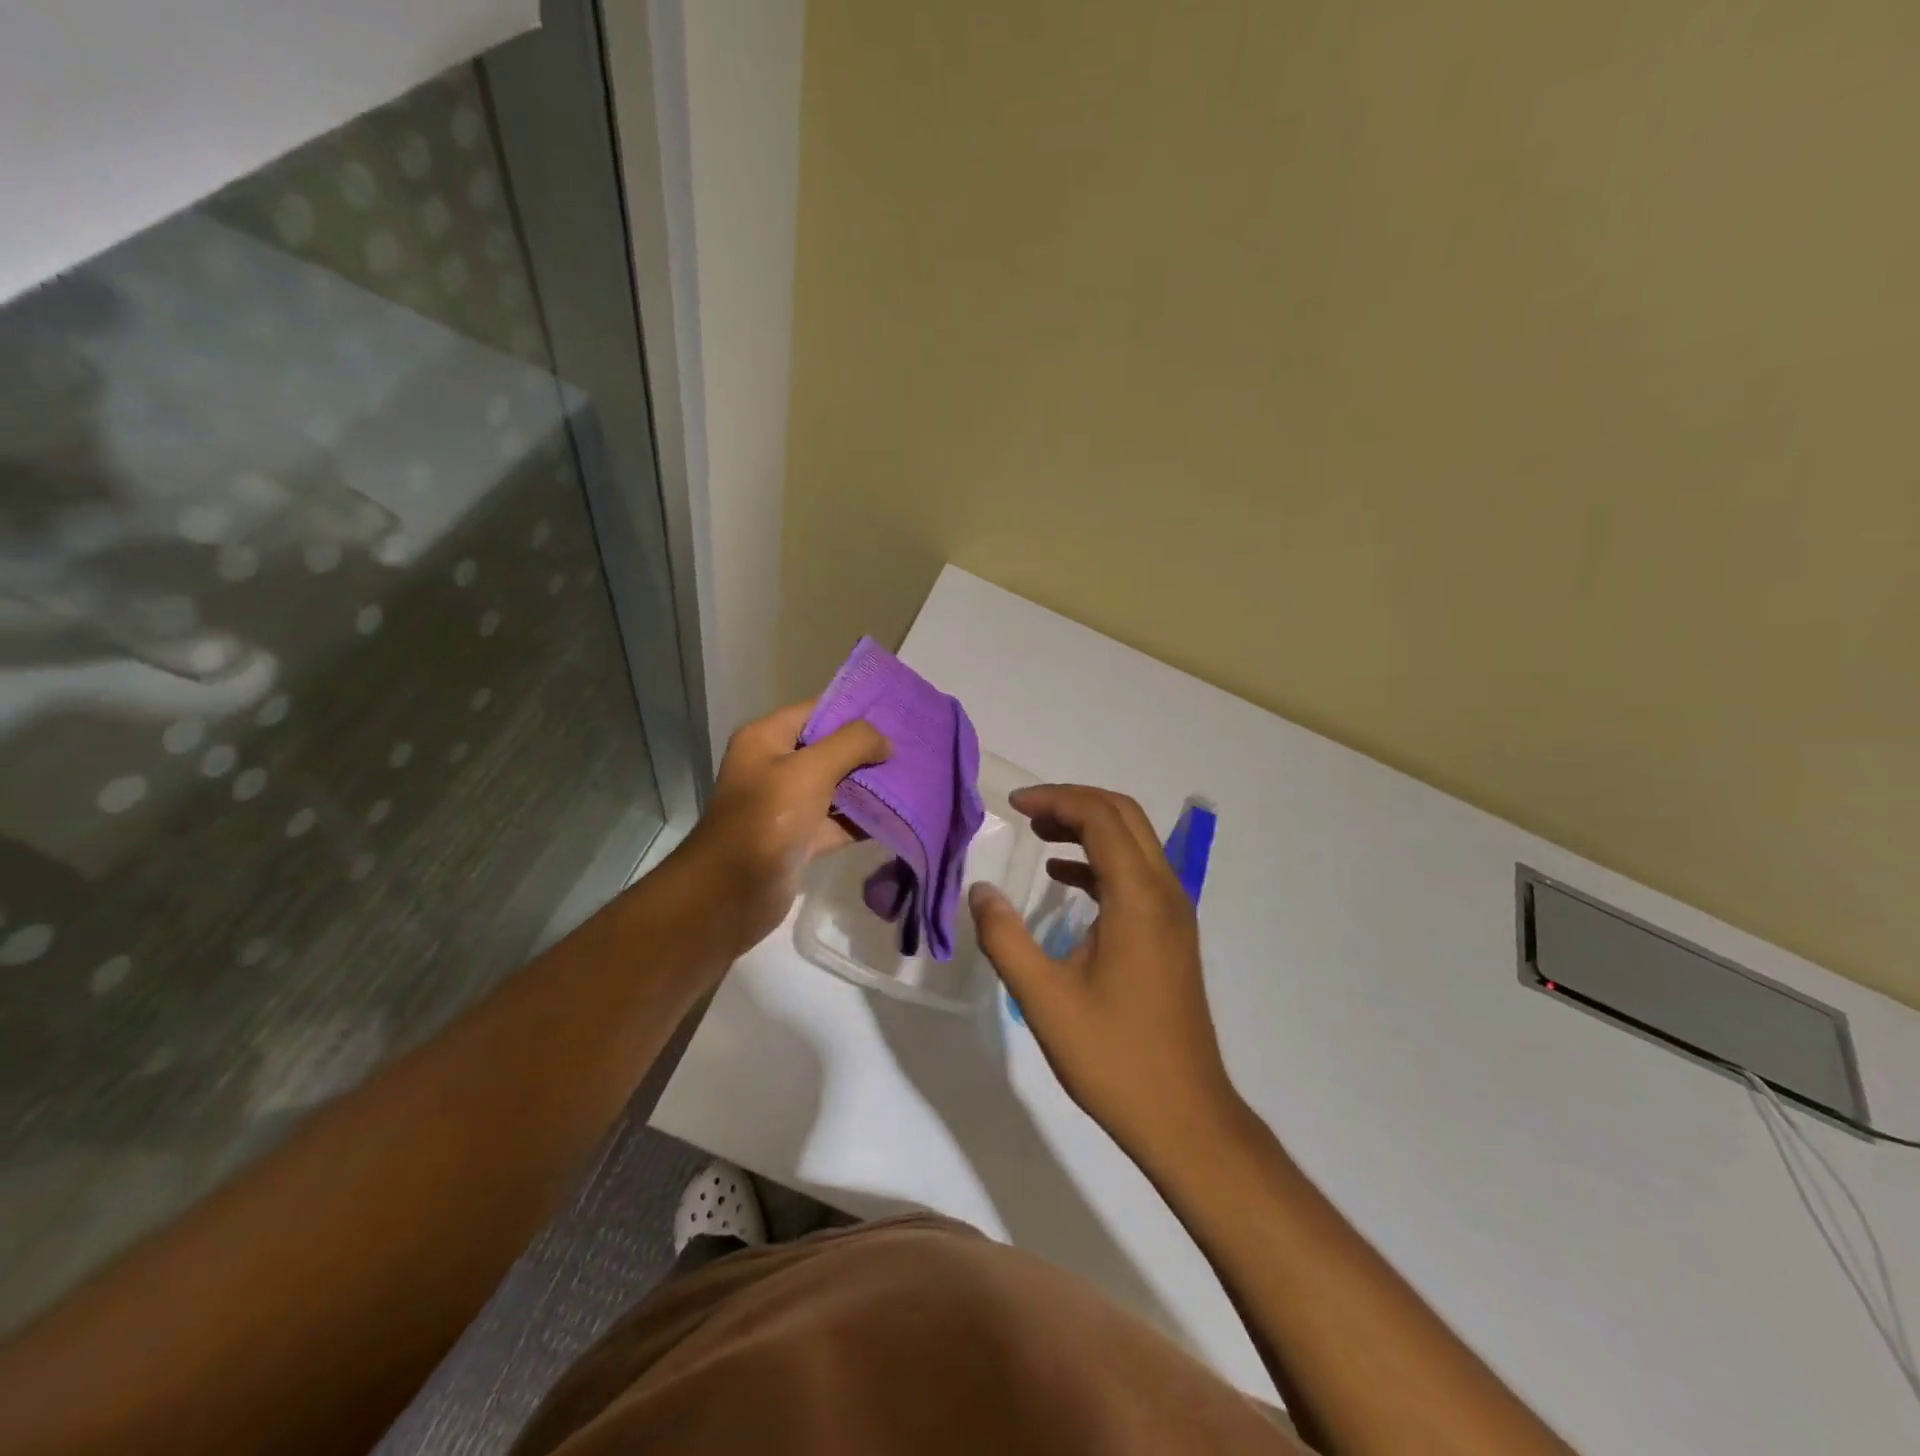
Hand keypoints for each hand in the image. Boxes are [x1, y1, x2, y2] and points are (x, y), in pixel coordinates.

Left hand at [675, 700, 889, 954]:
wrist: (733, 893)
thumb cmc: (768, 819)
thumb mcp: (811, 770)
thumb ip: (852, 745)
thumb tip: (885, 741)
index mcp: (767, 738)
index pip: (818, 710)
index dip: (856, 711)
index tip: (898, 714)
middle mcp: (775, 766)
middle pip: (830, 748)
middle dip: (869, 750)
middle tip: (913, 749)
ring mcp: (788, 804)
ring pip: (837, 786)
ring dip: (870, 785)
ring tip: (913, 777)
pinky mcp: (800, 838)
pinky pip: (838, 820)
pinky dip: (863, 819)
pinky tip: (899, 814)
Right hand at [969, 784, 1240, 1165]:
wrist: (1184, 1115)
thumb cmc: (1113, 1056)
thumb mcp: (1043, 999)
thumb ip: (1005, 938)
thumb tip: (980, 890)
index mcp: (1138, 897)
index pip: (1101, 817)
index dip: (1056, 799)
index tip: (1013, 805)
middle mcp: (1164, 893)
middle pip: (1124, 817)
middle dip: (1074, 803)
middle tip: (1026, 812)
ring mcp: (1173, 914)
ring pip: (1134, 843)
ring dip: (1088, 829)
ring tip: (1039, 836)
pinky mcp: (1171, 935)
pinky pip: (1136, 875)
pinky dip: (1100, 863)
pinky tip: (1063, 880)